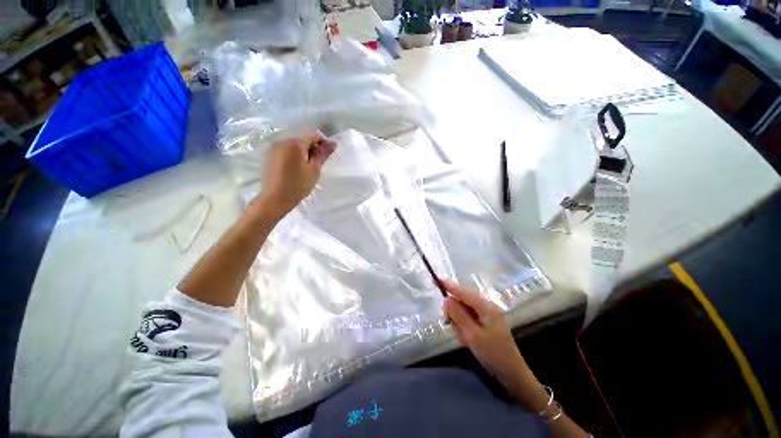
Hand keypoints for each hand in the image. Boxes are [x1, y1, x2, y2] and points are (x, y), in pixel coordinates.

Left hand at [254, 133, 336, 220]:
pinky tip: (294, 170)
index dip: (322, 144)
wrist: (275, 199)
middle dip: (311, 149)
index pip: (312, 136)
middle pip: (302, 141)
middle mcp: (282, 141)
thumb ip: (323, 154)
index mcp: (294, 143)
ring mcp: (272, 149)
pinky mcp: (267, 157)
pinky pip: (284, 152)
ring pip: (292, 147)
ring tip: (306, 169)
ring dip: (302, 154)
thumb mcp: (314, 170)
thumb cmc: (298, 185)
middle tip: (317, 165)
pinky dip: (292, 157)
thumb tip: (333, 143)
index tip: (327, 156)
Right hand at [443, 280, 547, 410]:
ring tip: (464, 338)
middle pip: (460, 301)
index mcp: (485, 307)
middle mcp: (484, 307)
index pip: (463, 292)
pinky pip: (466, 320)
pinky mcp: (482, 323)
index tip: (435, 280)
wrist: (511, 374)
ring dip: (458, 323)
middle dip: (453, 312)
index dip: (449, 286)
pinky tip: (467, 339)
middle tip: (452, 326)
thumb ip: (458, 315)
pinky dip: (462, 328)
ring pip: (461, 311)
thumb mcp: (473, 335)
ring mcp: (483, 315)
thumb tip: (446, 299)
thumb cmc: (494, 354)